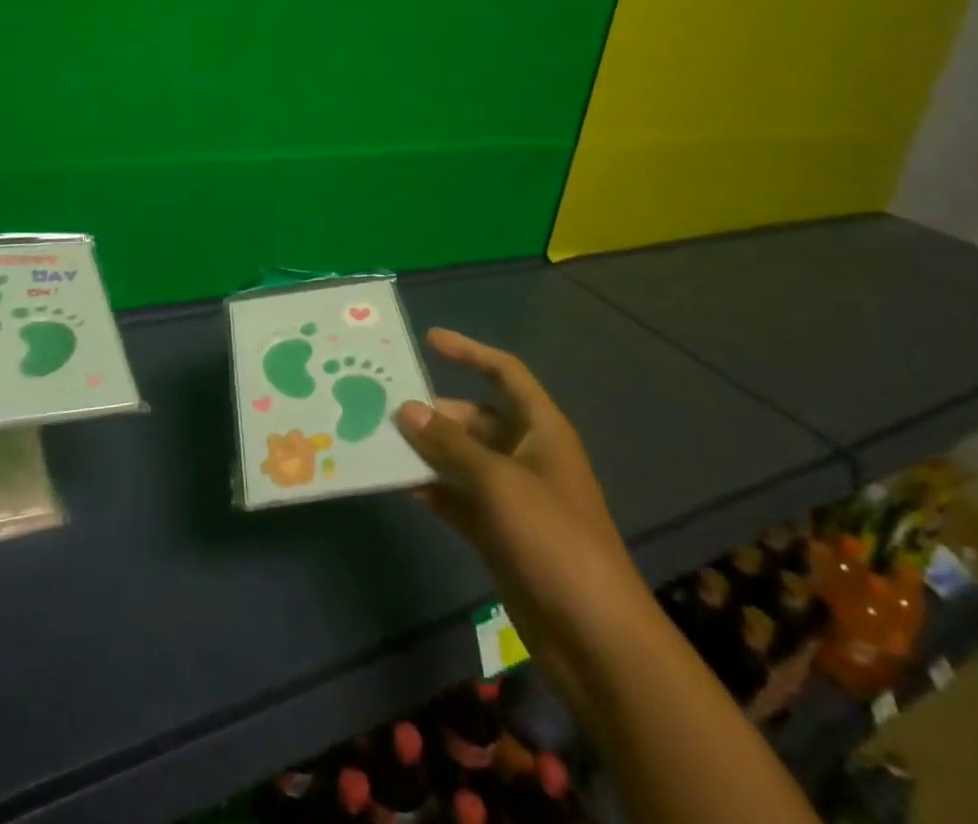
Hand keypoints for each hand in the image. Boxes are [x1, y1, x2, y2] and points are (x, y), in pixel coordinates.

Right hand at [397, 328, 647, 659]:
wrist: (594, 638)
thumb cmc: (553, 538)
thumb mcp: (498, 482)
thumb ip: (450, 444)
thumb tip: (405, 409)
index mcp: (542, 430)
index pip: (505, 374)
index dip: (470, 352)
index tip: (429, 340)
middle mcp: (527, 455)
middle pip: (477, 418)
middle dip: (437, 412)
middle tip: (388, 407)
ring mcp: (513, 496)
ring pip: (464, 459)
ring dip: (429, 451)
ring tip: (383, 441)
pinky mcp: (500, 533)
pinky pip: (460, 498)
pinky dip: (434, 490)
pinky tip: (401, 485)